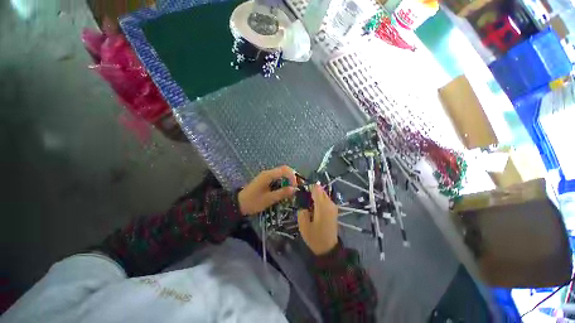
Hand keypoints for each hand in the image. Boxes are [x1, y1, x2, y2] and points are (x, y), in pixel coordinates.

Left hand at [238, 165, 296, 215]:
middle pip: (284, 169)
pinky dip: (283, 181)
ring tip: (292, 188)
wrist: (239, 203)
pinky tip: (285, 188)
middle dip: (292, 177)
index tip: (295, 187)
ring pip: (281, 173)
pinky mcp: (265, 179)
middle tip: (296, 187)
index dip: (293, 177)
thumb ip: (282, 193)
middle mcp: (268, 172)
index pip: (285, 170)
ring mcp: (266, 175)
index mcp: (268, 175)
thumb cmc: (253, 202)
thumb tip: (294, 189)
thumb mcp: (269, 199)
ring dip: (288, 179)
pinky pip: (277, 177)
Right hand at [298, 185, 338, 255]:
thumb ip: (302, 210)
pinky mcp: (334, 210)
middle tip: (304, 200)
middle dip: (311, 192)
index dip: (308, 188)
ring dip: (316, 196)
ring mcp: (333, 206)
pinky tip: (314, 209)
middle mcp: (330, 203)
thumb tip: (303, 202)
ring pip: (323, 194)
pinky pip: (325, 199)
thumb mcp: (303, 225)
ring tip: (309, 205)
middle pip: (320, 189)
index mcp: (322, 206)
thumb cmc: (315, 237)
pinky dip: (319, 201)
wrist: (328, 249)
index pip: (316, 188)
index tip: (301, 193)